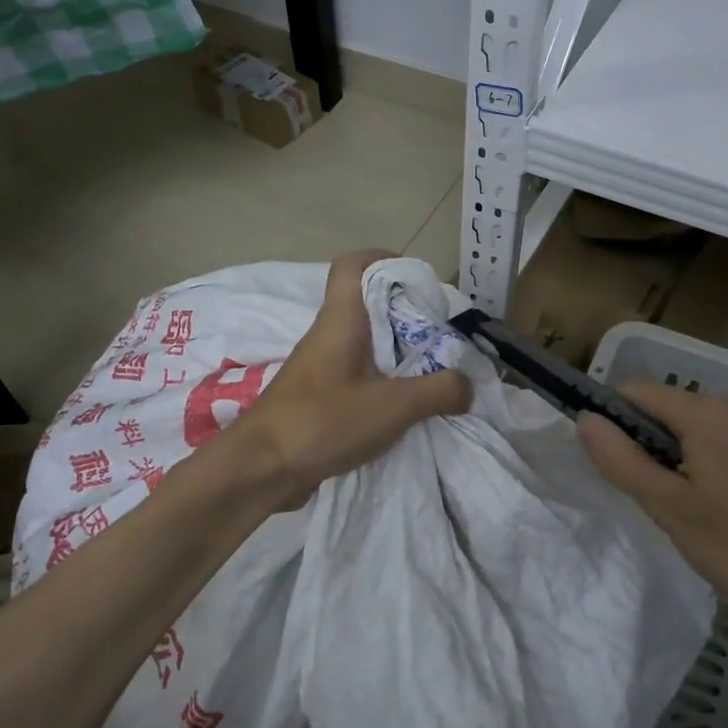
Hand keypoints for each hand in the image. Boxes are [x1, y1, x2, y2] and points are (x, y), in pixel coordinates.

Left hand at [236, 251, 470, 506]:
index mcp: (341, 319)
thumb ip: (438, 391)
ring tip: (432, 373)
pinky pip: (357, 374)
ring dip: (398, 353)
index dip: (385, 259)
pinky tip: (405, 408)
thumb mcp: (393, 406)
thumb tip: (466, 385)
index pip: (352, 264)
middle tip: (440, 336)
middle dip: (407, 315)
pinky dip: (383, 382)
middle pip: (368, 305)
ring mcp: (320, 366)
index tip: (418, 281)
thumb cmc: (323, 421)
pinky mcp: (318, 396)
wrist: (261, 468)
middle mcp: (328, 334)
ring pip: (365, 343)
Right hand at [577, 384, 727, 654]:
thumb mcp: (672, 510)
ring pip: (700, 431)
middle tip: (660, 505)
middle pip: (669, 411)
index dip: (612, 423)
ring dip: (683, 462)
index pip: (635, 393)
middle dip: (652, 449)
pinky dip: (715, 468)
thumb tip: (585, 419)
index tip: (612, 468)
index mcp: (710, 411)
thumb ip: (621, 460)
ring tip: (697, 516)